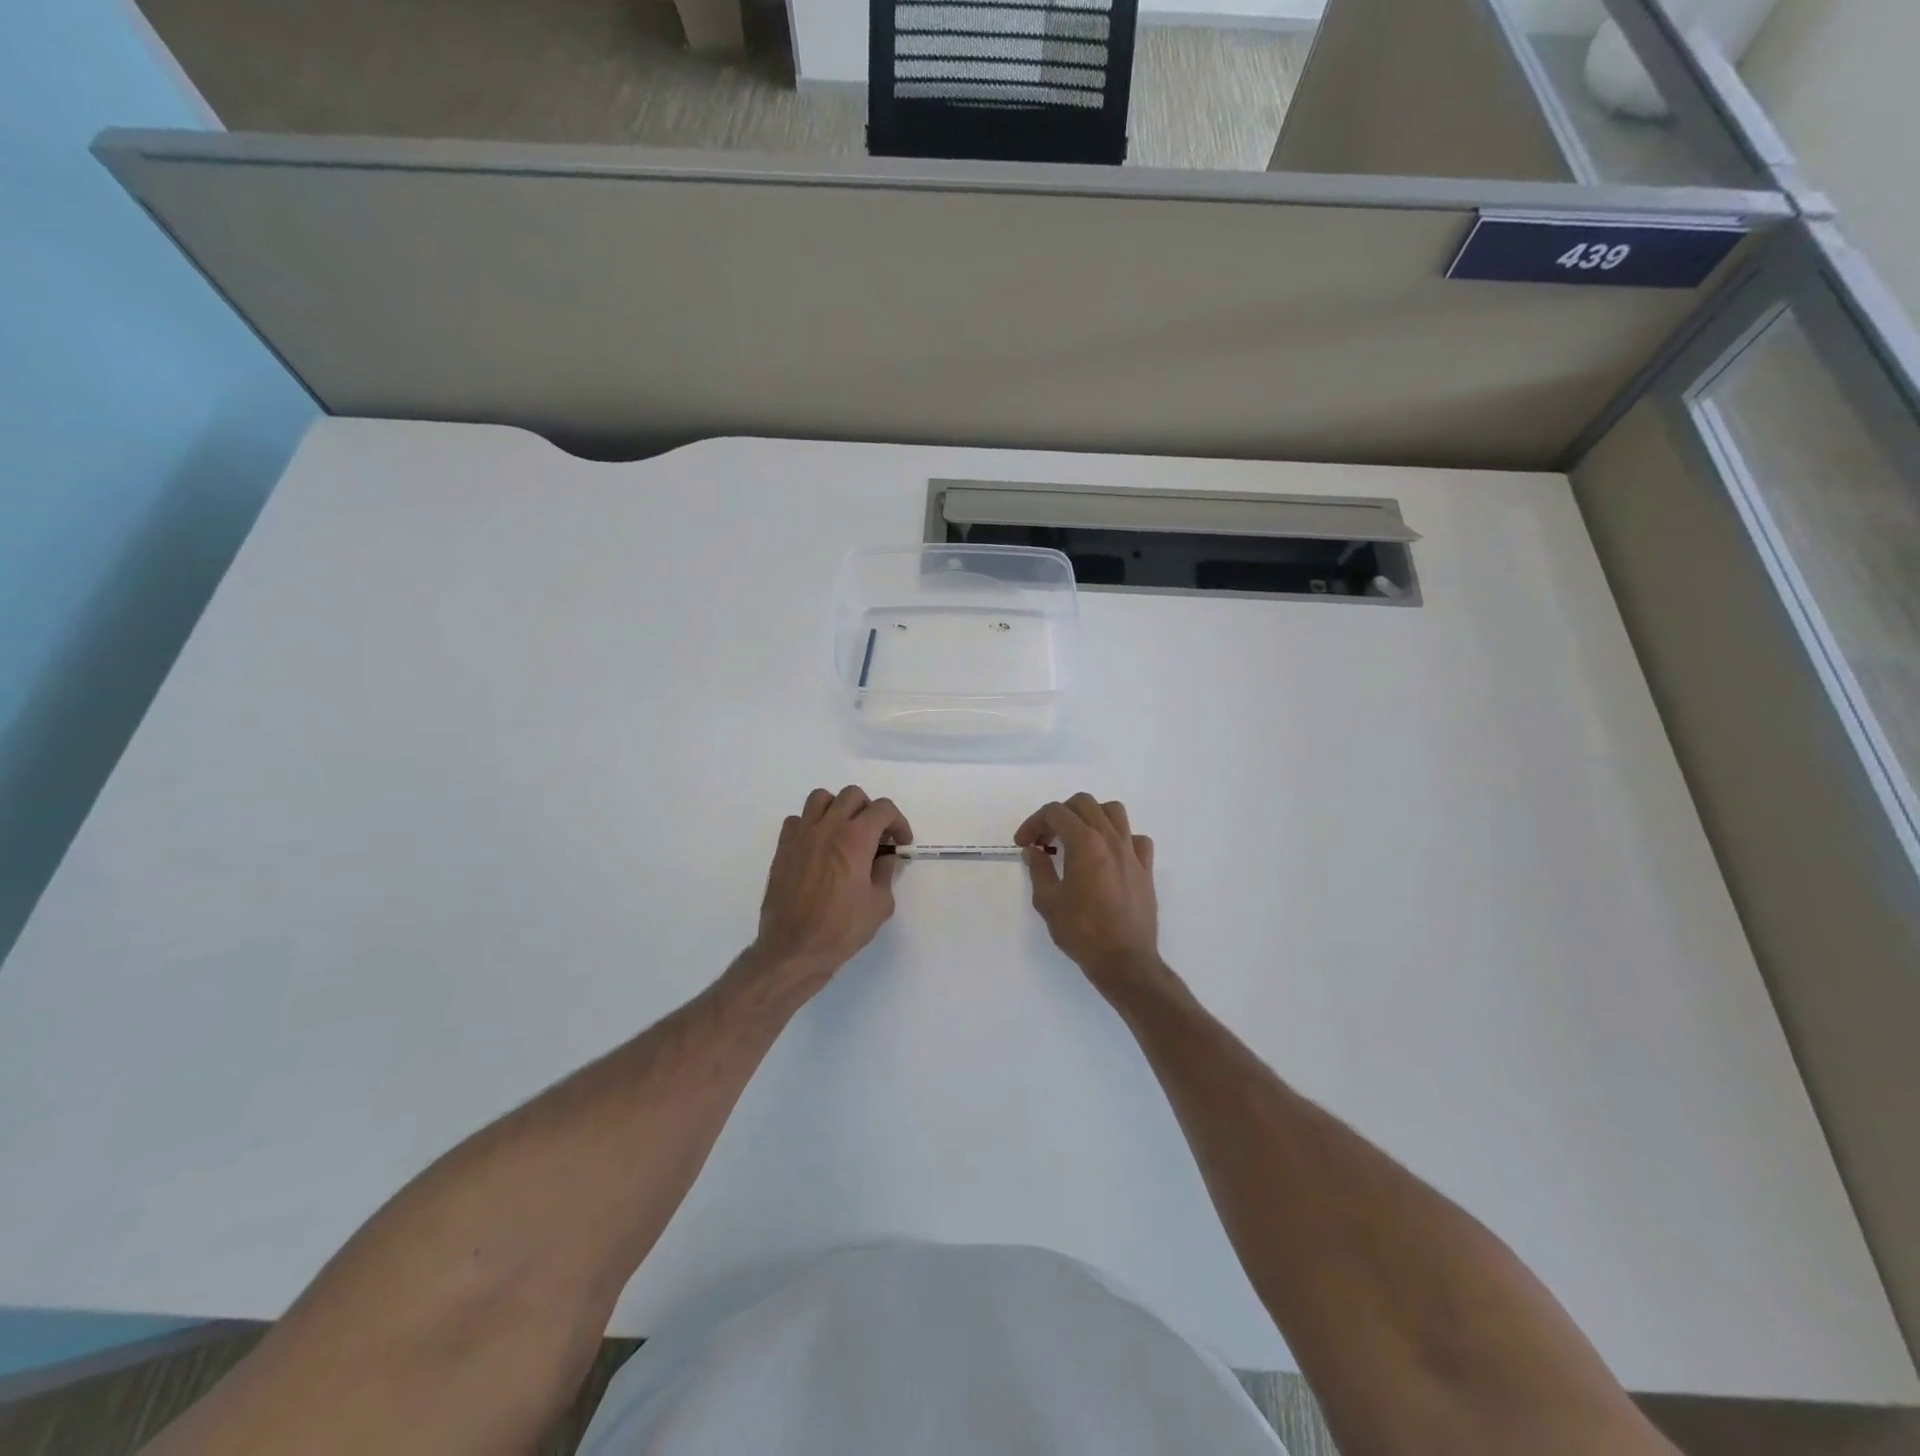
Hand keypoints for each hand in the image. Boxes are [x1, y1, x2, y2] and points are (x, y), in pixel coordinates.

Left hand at [748, 786, 911, 993]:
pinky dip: (811, 825)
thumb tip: (884, 858)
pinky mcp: (782, 849)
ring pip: (821, 798)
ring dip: (838, 809)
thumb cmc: (842, 929)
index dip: (898, 822)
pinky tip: (818, 846)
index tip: (901, 843)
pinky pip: (797, 820)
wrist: (794, 949)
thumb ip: (885, 873)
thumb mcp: (879, 904)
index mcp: (856, 838)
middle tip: (876, 836)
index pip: (883, 809)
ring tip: (845, 832)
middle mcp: (828, 828)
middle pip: (852, 795)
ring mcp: (801, 836)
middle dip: (870, 810)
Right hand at [1015, 794, 1165, 995]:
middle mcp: (1111, 838)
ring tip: (1077, 838)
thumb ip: (1038, 869)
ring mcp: (1132, 851)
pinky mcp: (1145, 868)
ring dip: (1090, 817)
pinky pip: (1135, 837)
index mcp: (1085, 842)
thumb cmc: (1082, 932)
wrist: (1125, 961)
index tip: (1023, 843)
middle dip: (1059, 814)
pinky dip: (1118, 838)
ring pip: (1113, 812)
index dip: (1034, 823)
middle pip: (1084, 803)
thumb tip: (1034, 850)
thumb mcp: (1048, 901)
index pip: (1055, 813)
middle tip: (1045, 839)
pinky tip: (1107, 855)